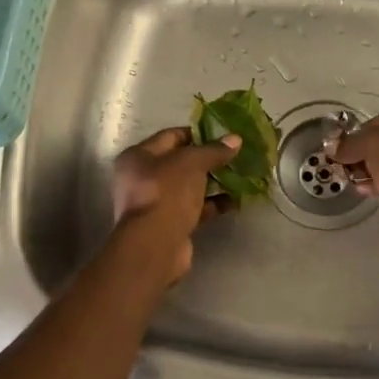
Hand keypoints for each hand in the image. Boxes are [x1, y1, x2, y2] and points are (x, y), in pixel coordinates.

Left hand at [112, 127, 241, 280]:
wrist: (156, 245)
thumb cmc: (167, 192)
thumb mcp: (192, 163)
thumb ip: (214, 150)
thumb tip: (235, 139)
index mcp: (138, 156)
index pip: (171, 136)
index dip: (198, 134)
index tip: (224, 136)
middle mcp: (142, 178)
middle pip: (181, 163)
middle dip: (208, 161)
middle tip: (234, 157)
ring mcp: (156, 203)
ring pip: (189, 187)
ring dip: (213, 183)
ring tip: (240, 177)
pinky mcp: (169, 224)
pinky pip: (194, 208)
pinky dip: (212, 204)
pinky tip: (234, 201)